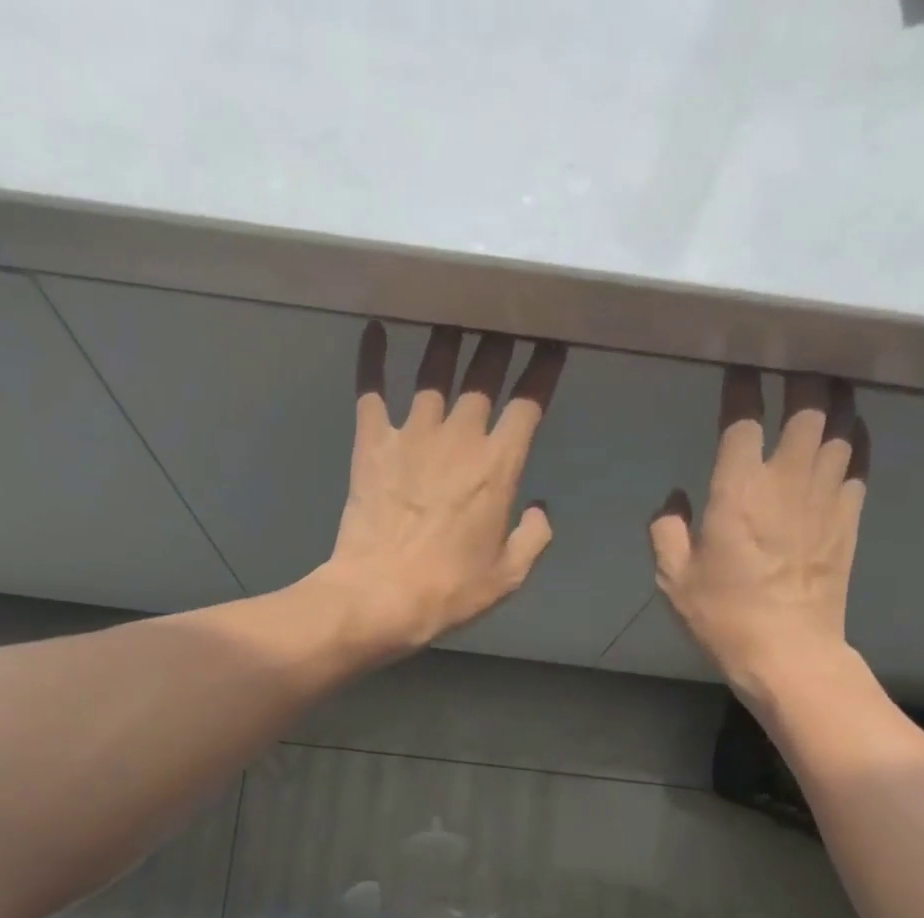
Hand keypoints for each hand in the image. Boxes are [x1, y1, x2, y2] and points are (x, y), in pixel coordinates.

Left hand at [314, 323, 565, 654]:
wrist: (380, 596)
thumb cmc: (449, 591)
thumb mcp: (508, 576)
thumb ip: (533, 537)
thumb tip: (541, 509)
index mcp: (499, 466)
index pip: (529, 402)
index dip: (543, 369)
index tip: (552, 344)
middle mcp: (460, 437)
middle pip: (484, 373)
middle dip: (500, 342)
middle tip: (505, 318)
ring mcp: (412, 434)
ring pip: (434, 370)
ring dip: (447, 339)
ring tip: (454, 315)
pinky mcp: (372, 442)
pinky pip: (371, 388)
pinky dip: (373, 356)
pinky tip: (374, 327)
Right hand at [651, 368, 869, 692]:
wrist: (787, 651)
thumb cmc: (723, 615)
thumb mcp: (673, 578)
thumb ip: (666, 529)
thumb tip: (675, 497)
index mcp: (738, 490)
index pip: (743, 417)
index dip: (741, 385)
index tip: (738, 367)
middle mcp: (786, 479)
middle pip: (807, 404)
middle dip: (802, 372)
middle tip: (794, 356)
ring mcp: (825, 495)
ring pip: (840, 423)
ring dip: (834, 396)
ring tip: (826, 379)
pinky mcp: (849, 515)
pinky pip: (860, 459)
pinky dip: (856, 435)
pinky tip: (850, 427)